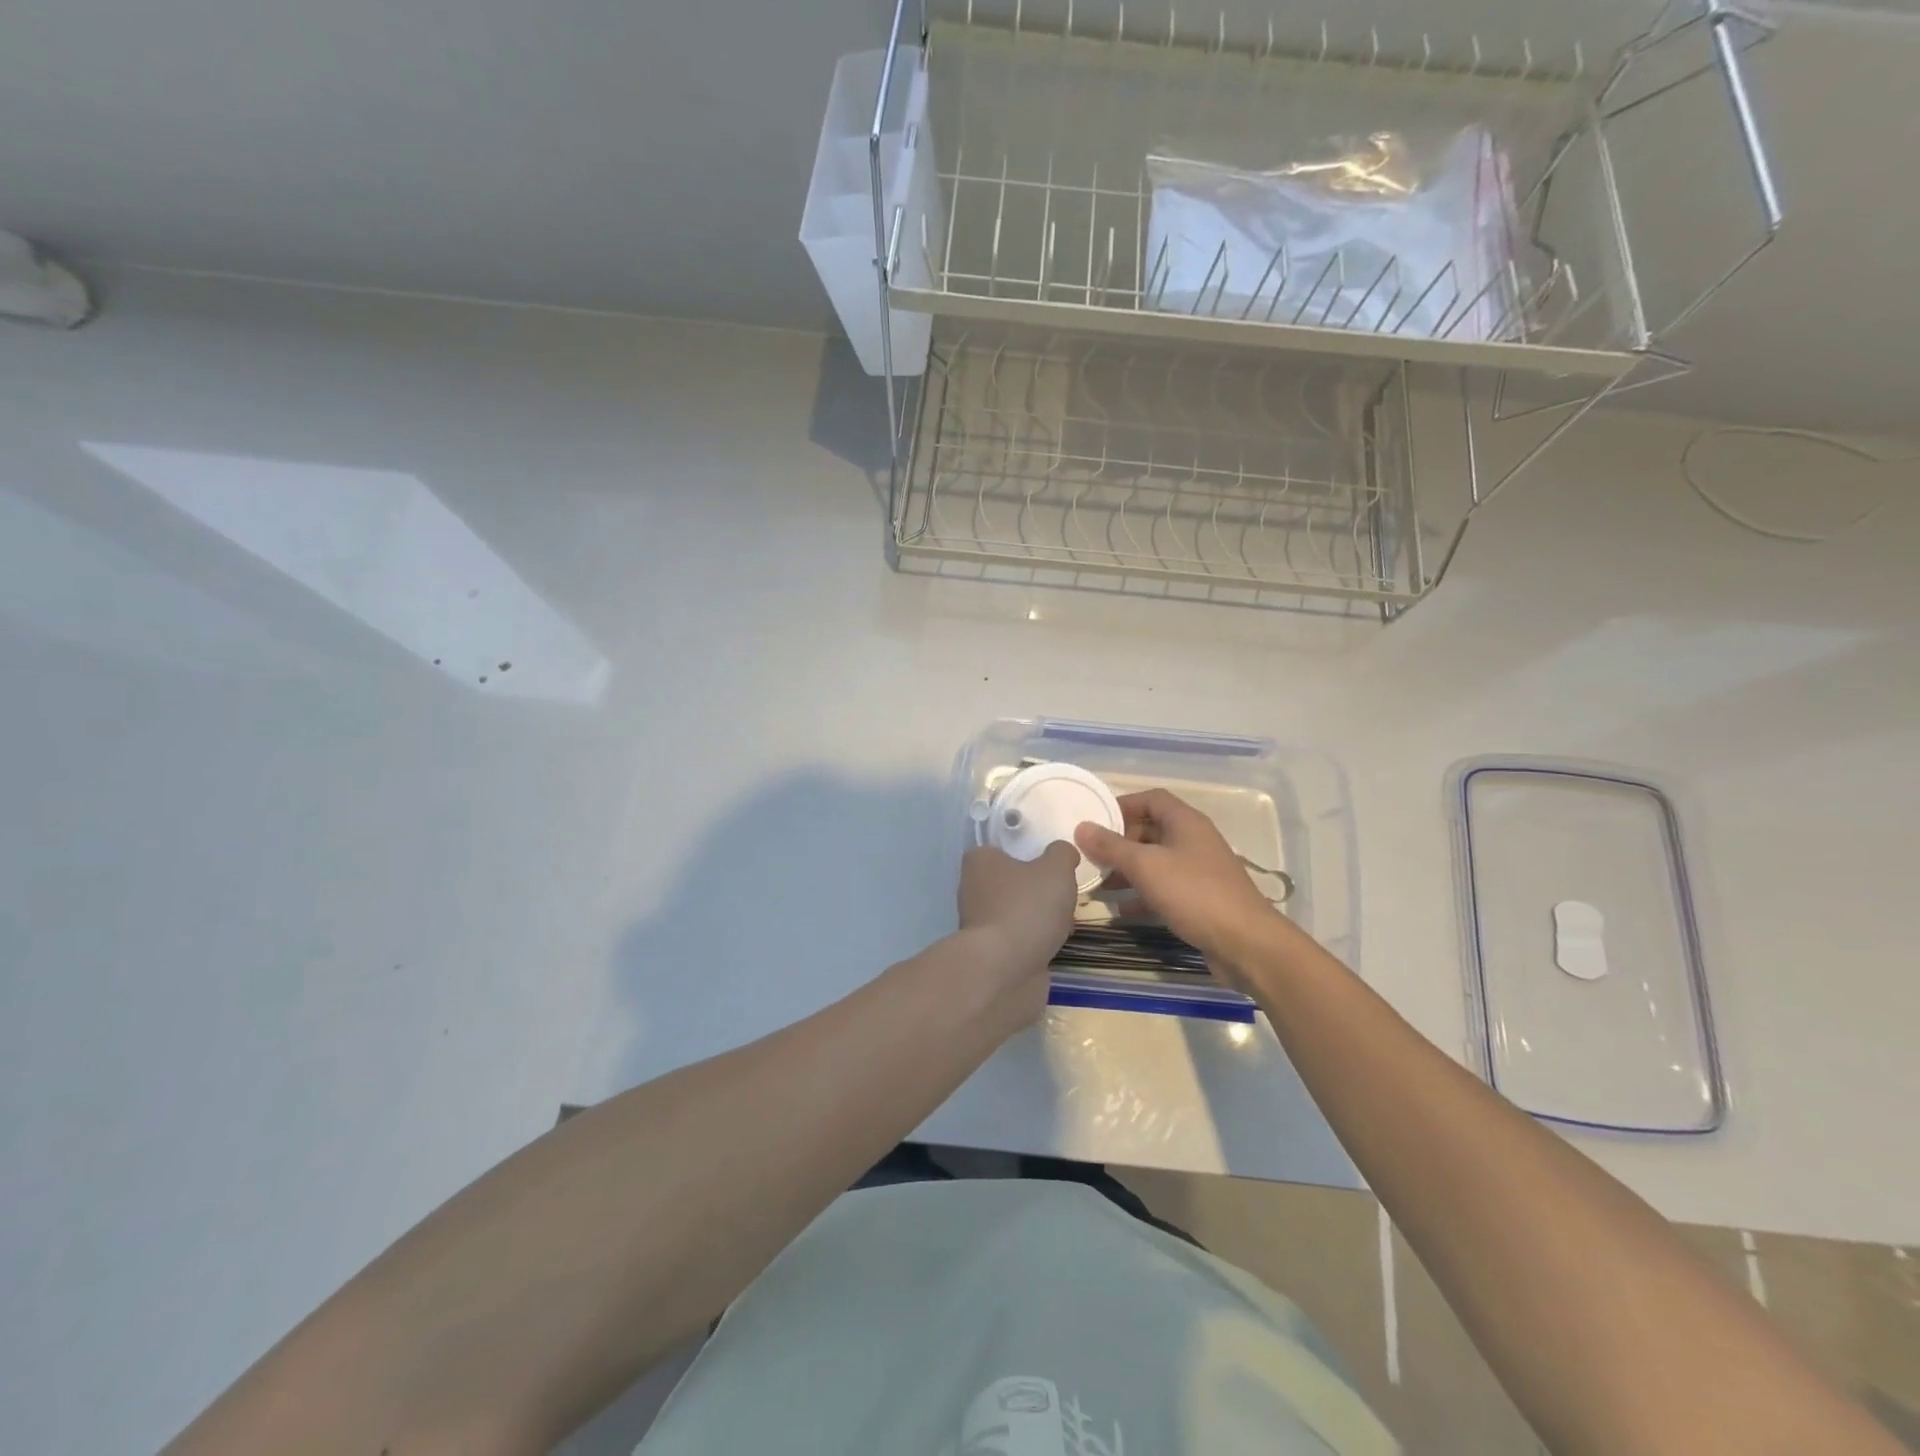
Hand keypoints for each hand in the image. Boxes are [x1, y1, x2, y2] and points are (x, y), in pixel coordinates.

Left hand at [957, 843, 1079, 1018]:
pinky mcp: (990, 955)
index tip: (1051, 864)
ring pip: (1015, 913)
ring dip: (1037, 919)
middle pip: (1011, 883)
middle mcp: (972, 890)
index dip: (1026, 854)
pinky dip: (1035, 943)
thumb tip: (1062, 852)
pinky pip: (1018, 941)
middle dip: (1035, 890)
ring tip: (1064, 923)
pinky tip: (1054, 946)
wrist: (1005, 971)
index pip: (1000, 849)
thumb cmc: (1026, 908)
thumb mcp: (1055, 869)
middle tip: (1063, 894)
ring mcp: (979, 925)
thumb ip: (1061, 854)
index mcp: (979, 862)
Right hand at [1074, 789, 1286, 980]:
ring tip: (1098, 884)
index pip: (1151, 799)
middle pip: (1150, 830)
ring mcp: (1198, 870)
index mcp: (1185, 822)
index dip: (1122, 805)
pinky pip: (1164, 887)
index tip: (1095, 820)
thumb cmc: (1194, 894)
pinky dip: (1142, 894)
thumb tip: (1082, 827)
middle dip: (1119, 842)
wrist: (1246, 944)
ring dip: (1127, 870)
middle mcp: (1193, 840)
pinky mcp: (1199, 898)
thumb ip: (1112, 846)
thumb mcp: (1146, 866)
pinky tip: (1121, 910)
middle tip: (1091, 856)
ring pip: (1155, 861)